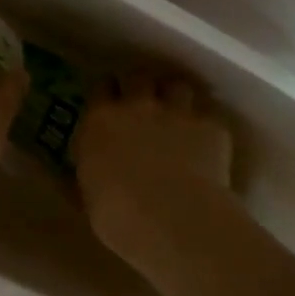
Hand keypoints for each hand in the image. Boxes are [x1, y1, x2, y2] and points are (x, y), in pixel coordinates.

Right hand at [73, 72, 232, 264]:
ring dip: (175, 98)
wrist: (174, 218)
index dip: (107, 93)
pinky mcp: (210, 127)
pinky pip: (208, 118)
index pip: (101, 87)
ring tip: (177, 115)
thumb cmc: (119, 215)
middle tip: (143, 103)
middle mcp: (138, 107)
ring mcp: (177, 113)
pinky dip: (206, 129)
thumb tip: (84, 174)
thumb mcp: (90, 198)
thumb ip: (89, 175)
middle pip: (138, 77)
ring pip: (177, 86)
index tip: (110, 103)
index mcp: (100, 121)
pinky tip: (206, 146)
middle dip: (140, 86)